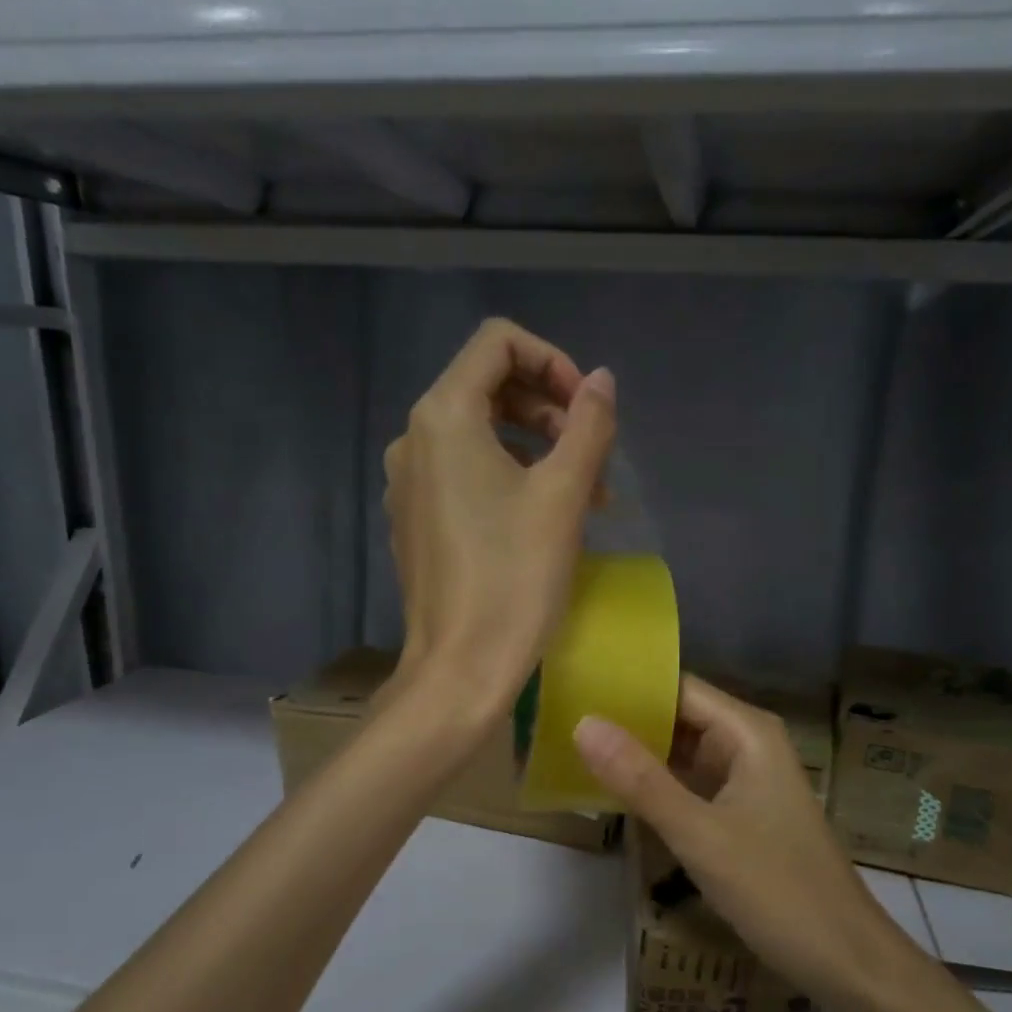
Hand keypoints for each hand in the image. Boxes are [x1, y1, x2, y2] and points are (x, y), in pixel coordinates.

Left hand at [383, 319, 616, 726]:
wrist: (459, 668)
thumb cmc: (514, 578)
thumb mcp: (564, 496)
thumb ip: (588, 425)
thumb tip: (601, 381)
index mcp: (444, 417)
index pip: (497, 343)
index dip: (552, 360)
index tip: (588, 409)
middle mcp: (414, 439)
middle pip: (489, 387)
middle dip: (550, 411)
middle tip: (594, 457)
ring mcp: (409, 483)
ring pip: (480, 435)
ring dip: (537, 449)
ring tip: (585, 497)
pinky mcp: (415, 520)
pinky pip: (464, 475)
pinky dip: (508, 479)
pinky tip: (544, 520)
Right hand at [574, 676, 919, 1011]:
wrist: (846, 960)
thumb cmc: (778, 890)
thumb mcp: (700, 834)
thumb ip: (640, 780)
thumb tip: (582, 723)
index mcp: (746, 731)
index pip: (675, 686)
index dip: (625, 685)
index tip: (570, 684)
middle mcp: (746, 743)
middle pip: (675, 715)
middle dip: (623, 718)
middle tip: (555, 718)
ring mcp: (743, 778)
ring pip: (679, 750)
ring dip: (634, 751)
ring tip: (569, 745)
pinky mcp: (738, 811)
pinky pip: (687, 782)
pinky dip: (652, 783)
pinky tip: (609, 788)